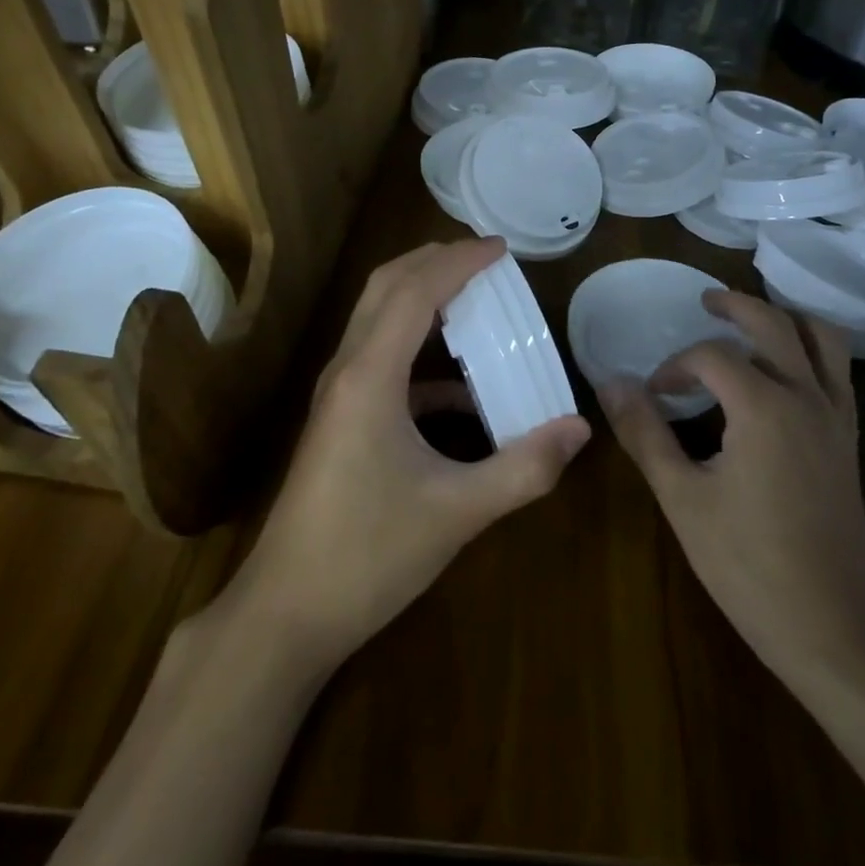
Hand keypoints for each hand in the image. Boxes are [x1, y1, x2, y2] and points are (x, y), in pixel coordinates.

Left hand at [226, 237, 589, 671]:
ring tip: (474, 299)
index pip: (415, 291)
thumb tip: (580, 429)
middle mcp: (347, 372)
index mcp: (370, 377)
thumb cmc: (367, 555)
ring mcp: (338, 397)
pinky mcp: (340, 422)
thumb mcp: (457, 513)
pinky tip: (461, 391)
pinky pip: (381, 364)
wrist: (284, 616)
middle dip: (433, 261)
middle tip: (485, 258)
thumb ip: (524, 468)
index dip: (459, 261)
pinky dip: (421, 356)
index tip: (502, 249)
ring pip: (377, 320)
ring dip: (422, 298)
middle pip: (385, 288)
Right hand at [601, 292, 864, 689]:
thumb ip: (645, 433)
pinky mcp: (848, 439)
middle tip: (705, 302)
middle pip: (773, 324)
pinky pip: (837, 371)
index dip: (676, 365)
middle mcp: (805, 396)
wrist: (833, 625)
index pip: (712, 356)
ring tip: (753, 318)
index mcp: (763, 406)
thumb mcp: (682, 498)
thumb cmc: (748, 564)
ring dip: (784, 317)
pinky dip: (813, 348)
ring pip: (820, 338)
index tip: (654, 394)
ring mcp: (835, 417)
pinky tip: (788, 366)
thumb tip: (610, 383)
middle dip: (735, 307)